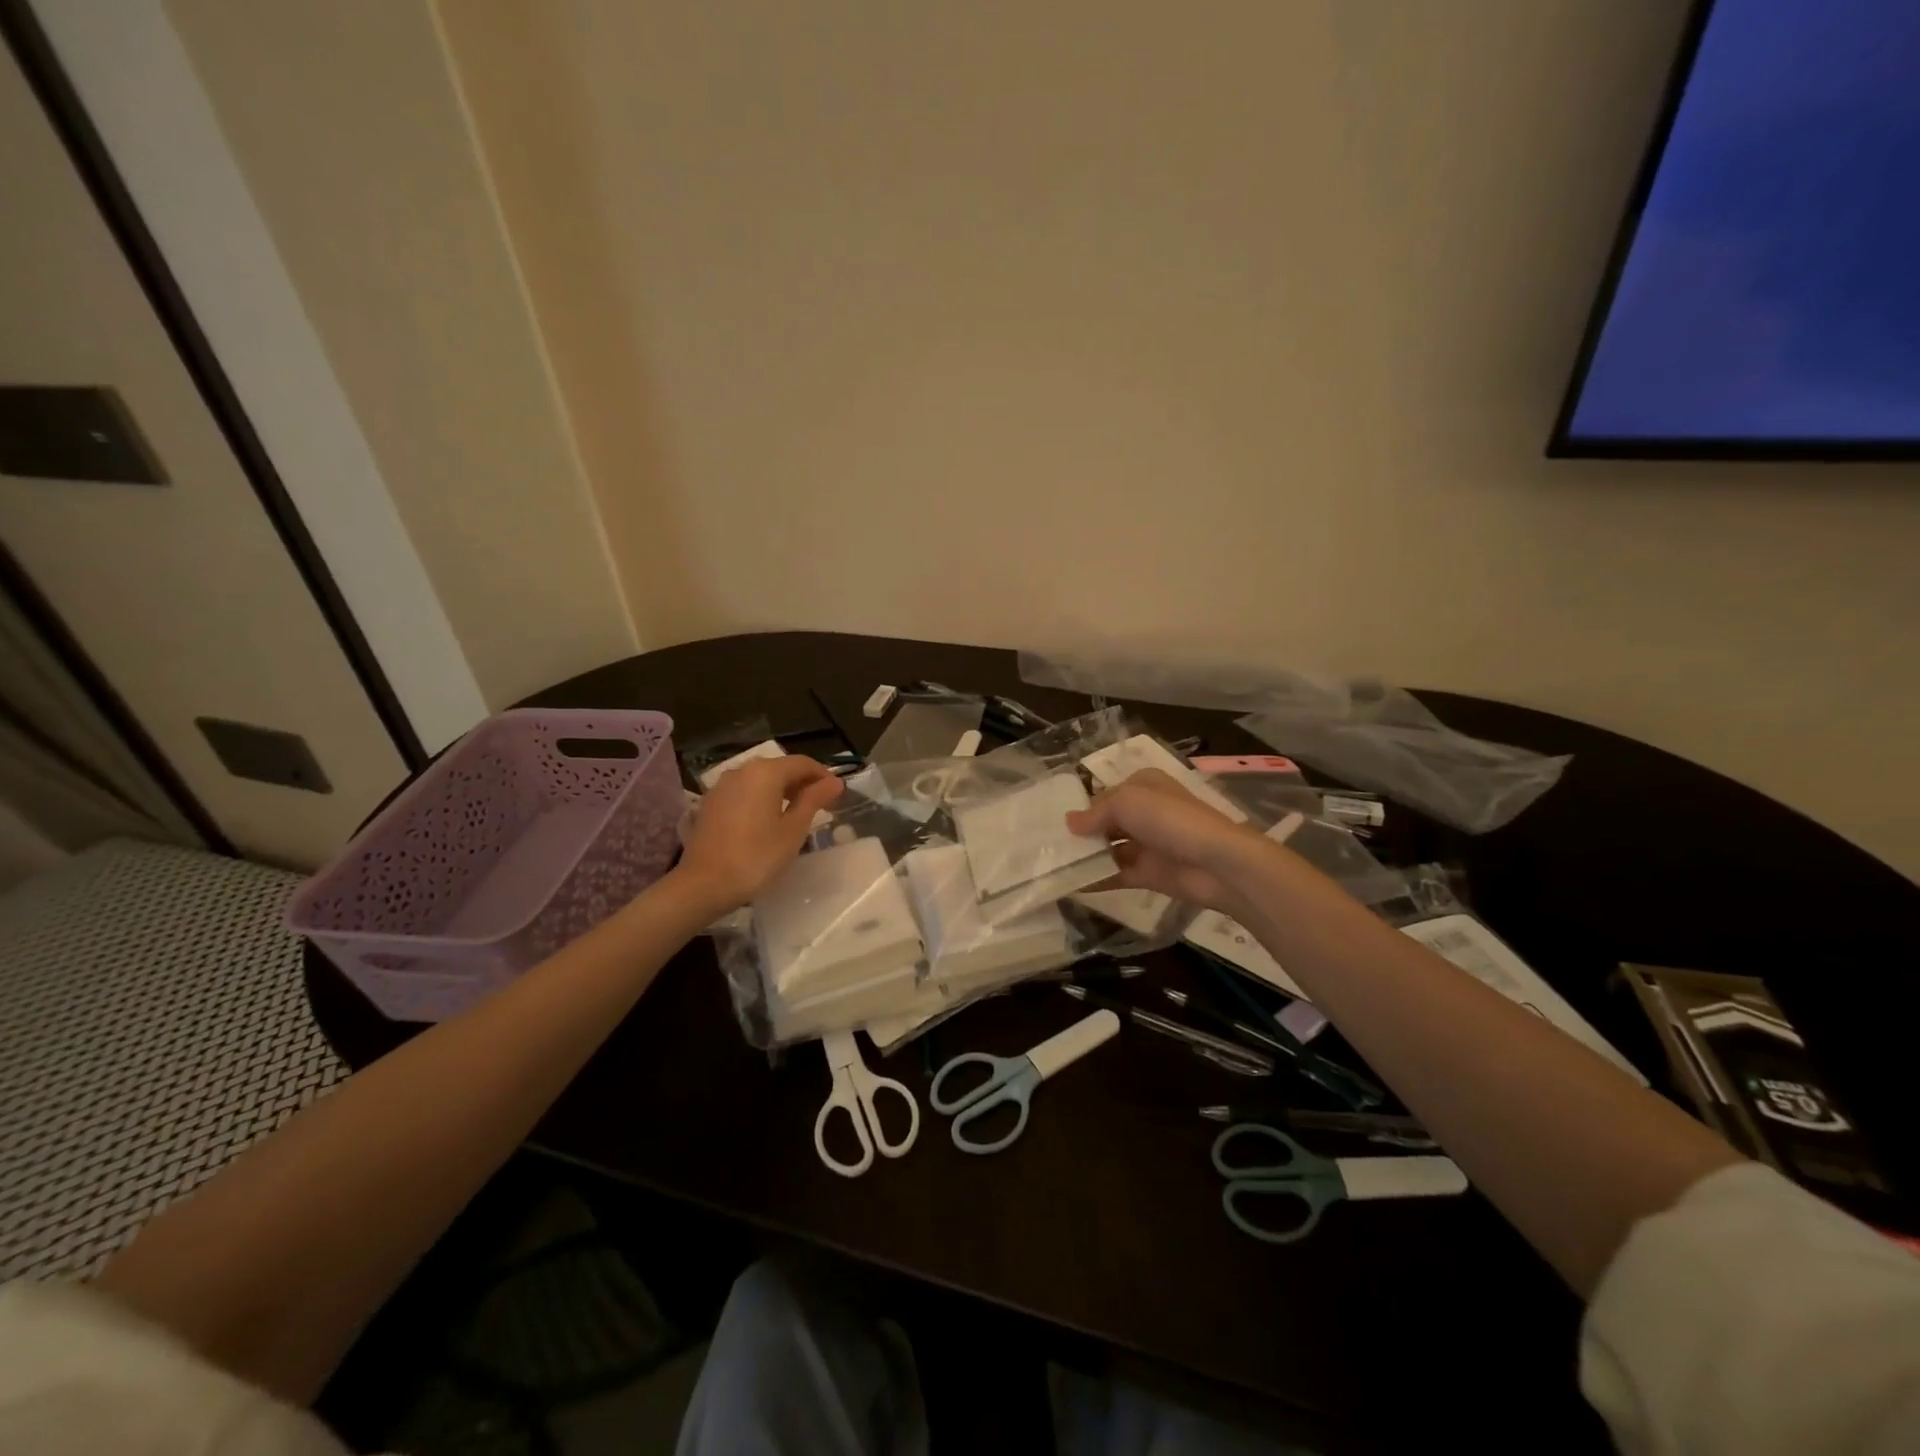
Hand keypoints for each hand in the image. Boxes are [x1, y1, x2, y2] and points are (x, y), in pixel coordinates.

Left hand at [678, 756, 843, 911]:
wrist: (703, 884)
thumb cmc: (756, 857)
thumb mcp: (793, 830)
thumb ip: (814, 800)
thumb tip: (834, 782)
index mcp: (766, 772)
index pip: (803, 763)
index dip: (823, 775)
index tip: (837, 795)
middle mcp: (742, 770)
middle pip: (780, 768)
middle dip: (802, 782)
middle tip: (820, 805)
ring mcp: (722, 786)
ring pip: (760, 779)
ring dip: (781, 790)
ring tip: (796, 814)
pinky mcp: (710, 803)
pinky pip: (744, 791)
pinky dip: (761, 798)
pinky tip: (767, 820)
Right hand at [1066, 768, 1272, 914]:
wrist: (1216, 863)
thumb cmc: (1169, 819)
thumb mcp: (1126, 802)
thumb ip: (1095, 813)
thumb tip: (1069, 824)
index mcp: (1143, 786)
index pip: (1105, 794)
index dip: (1083, 806)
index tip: (1053, 821)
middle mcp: (1146, 812)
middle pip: (1106, 822)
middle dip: (1081, 833)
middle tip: (1047, 845)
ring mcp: (1148, 844)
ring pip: (1109, 849)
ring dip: (1086, 857)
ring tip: (1052, 865)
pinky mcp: (1149, 873)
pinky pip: (1116, 875)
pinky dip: (1096, 879)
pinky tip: (1070, 884)